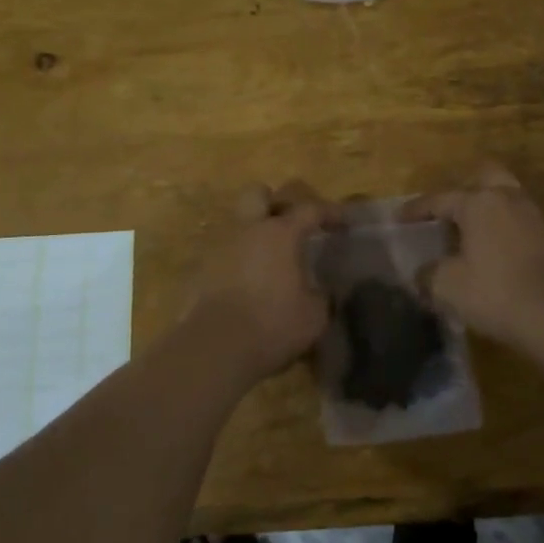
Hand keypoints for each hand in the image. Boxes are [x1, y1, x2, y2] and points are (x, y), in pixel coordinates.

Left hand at [185, 182, 332, 376]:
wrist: (215, 348)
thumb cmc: (273, 325)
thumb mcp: (315, 315)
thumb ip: (321, 296)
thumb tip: (319, 291)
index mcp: (280, 234)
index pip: (310, 210)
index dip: (330, 212)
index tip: (343, 222)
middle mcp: (247, 230)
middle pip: (257, 194)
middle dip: (275, 203)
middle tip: (290, 225)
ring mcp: (219, 248)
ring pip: (237, 225)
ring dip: (254, 235)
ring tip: (269, 262)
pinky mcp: (200, 271)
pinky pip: (223, 254)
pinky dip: (237, 262)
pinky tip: (247, 285)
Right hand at [403, 164, 543, 351]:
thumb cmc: (496, 293)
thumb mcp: (448, 287)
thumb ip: (428, 274)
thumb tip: (422, 273)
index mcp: (478, 202)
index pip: (439, 199)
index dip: (416, 209)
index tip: (399, 219)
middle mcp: (507, 198)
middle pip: (483, 176)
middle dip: (463, 188)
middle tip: (446, 209)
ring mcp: (532, 216)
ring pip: (504, 197)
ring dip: (485, 208)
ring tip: (467, 231)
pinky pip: (516, 220)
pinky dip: (500, 227)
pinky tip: (490, 249)